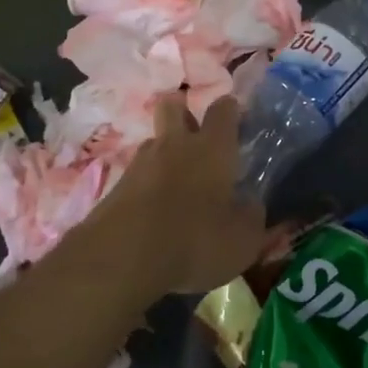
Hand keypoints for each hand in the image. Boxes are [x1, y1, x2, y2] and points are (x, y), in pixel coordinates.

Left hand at [82, 92, 264, 295]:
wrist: (122, 261)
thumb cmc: (195, 243)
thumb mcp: (243, 241)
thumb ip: (251, 216)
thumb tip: (250, 203)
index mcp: (212, 150)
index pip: (223, 110)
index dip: (230, 109)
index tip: (236, 117)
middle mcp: (175, 146)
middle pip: (173, 106)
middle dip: (184, 110)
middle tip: (196, 132)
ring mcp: (140, 163)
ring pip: (154, 140)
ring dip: (165, 150)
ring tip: (177, 178)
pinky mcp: (116, 187)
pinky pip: (137, 173)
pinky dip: (148, 182)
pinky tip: (154, 207)